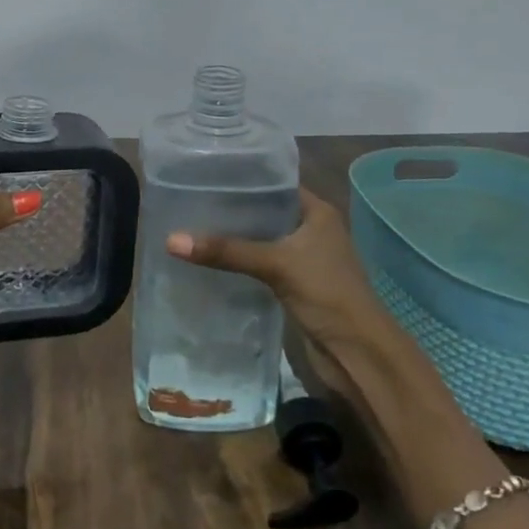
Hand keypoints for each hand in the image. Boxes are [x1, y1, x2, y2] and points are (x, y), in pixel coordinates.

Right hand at [164, 188, 387, 351]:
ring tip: (192, 226)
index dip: (244, 178)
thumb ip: (226, 251)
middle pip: (264, 212)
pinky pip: (259, 264)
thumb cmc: (327, 294)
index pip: (275, 184)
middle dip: (232, 209)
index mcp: (317, 213)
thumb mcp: (275, 264)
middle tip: (189, 201)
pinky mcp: (293, 285)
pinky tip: (209, 260)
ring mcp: (303, 259)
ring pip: (261, 240)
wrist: (358, 353)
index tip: (205, 174)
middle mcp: (311, 230)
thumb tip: (170, 240)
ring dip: (234, 238)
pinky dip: (238, 262)